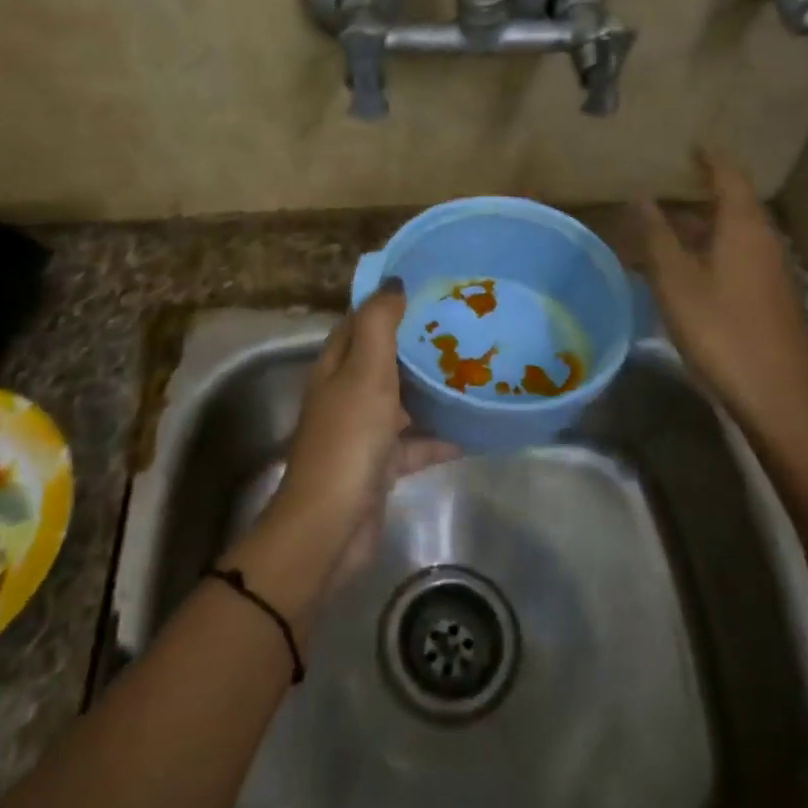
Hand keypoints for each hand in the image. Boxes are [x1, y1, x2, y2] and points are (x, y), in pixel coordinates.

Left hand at [257, 280, 455, 587]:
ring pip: (402, 401)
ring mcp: (363, 431)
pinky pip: (415, 443)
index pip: (361, 322)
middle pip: (384, 360)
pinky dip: (439, 438)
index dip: (388, 304)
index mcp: (336, 366)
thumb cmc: (349, 438)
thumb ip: (379, 324)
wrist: (332, 524)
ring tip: (474, 373)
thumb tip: (394, 283)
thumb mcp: (365, 371)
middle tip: (463, 328)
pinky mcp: (380, 465)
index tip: (428, 289)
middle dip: (418, 345)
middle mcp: (346, 394)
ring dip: (432, 390)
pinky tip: (473, 432)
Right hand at [633, 150, 807, 445]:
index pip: (729, 177)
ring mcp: (771, 272)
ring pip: (732, 237)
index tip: (692, 145)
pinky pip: (736, 260)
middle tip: (663, 193)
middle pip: (731, 207)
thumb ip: (656, 236)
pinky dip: (709, 254)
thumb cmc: (719, 330)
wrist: (775, 395)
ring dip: (700, 230)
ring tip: (663, 234)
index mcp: (744, 228)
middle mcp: (763, 242)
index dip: (710, 159)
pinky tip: (684, 275)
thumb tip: (641, 197)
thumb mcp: (676, 281)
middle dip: (697, 198)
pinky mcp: (770, 298)